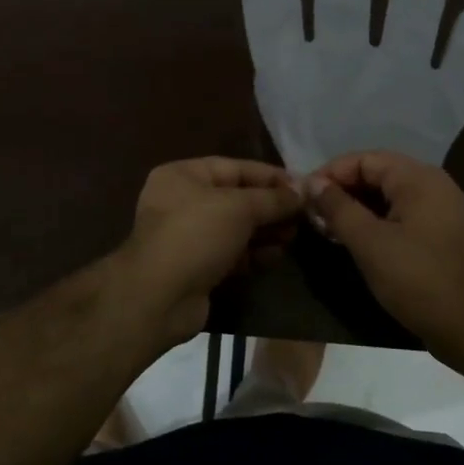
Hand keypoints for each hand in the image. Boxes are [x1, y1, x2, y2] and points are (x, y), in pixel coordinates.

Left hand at [114, 157, 301, 344]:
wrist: (159, 296)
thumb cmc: (196, 235)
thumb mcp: (239, 208)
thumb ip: (273, 198)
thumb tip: (304, 190)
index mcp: (183, 176)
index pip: (234, 168)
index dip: (270, 176)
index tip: (303, 186)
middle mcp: (182, 201)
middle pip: (236, 198)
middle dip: (270, 207)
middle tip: (303, 216)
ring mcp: (187, 236)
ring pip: (235, 227)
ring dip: (265, 231)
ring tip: (294, 236)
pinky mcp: (196, 266)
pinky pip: (230, 252)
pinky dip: (252, 253)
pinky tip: (276, 256)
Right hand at [303, 151, 463, 360]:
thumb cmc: (416, 279)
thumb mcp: (368, 242)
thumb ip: (337, 207)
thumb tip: (312, 183)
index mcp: (419, 178)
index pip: (364, 159)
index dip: (331, 174)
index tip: (303, 196)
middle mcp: (432, 184)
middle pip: (377, 174)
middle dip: (342, 190)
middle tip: (313, 214)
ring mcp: (440, 209)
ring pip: (387, 195)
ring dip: (356, 207)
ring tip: (327, 228)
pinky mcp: (440, 232)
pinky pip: (401, 213)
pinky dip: (375, 220)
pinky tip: (354, 239)